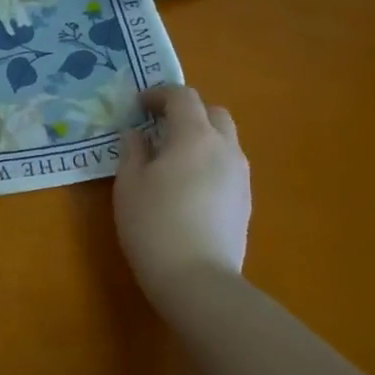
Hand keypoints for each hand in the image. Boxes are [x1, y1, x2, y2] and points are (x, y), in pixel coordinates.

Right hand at [114, 85, 251, 293]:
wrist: (198, 280)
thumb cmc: (154, 224)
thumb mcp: (129, 184)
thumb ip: (133, 151)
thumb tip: (136, 134)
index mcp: (194, 136)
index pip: (183, 96)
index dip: (159, 94)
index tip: (139, 106)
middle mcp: (225, 148)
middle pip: (212, 113)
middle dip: (187, 112)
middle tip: (159, 128)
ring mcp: (240, 176)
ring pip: (224, 140)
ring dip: (200, 138)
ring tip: (172, 159)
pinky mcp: (245, 201)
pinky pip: (227, 166)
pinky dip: (209, 162)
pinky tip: (188, 187)